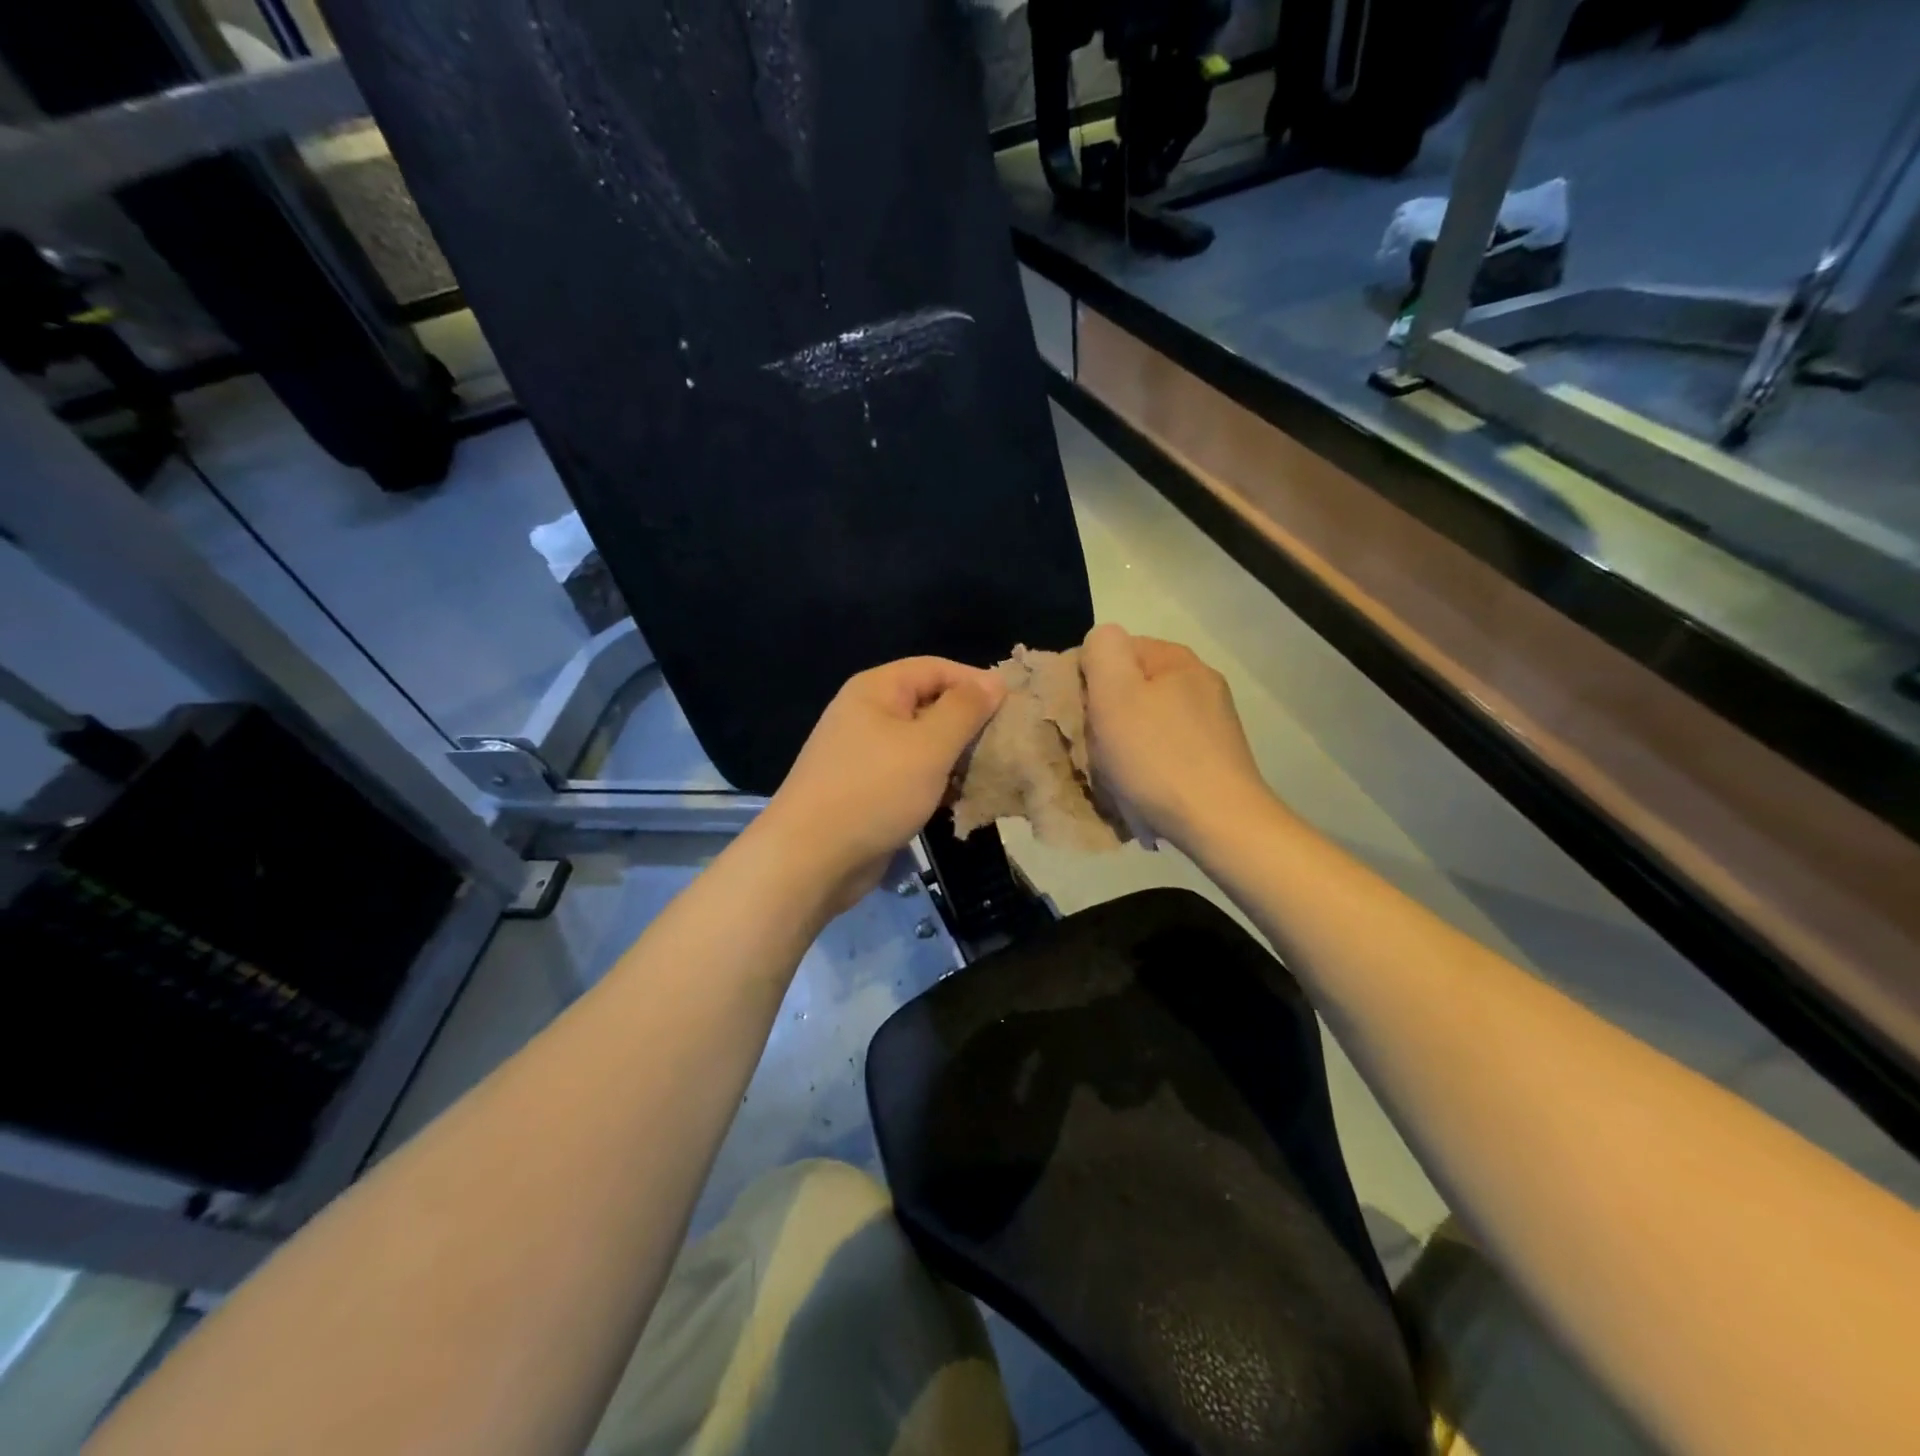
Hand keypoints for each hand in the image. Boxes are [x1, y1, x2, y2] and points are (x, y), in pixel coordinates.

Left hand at [757, 657, 1006, 914]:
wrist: (811, 859)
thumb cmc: (874, 791)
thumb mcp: (928, 746)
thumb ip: (964, 710)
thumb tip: (993, 681)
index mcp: (877, 689)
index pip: (936, 668)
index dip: (975, 682)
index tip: (1013, 708)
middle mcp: (868, 714)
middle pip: (930, 704)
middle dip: (969, 723)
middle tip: (1007, 745)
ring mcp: (866, 754)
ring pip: (923, 743)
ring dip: (956, 757)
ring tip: (992, 774)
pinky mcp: (868, 789)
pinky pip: (911, 774)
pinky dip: (937, 782)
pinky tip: (962, 799)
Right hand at [1082, 624, 1268, 847]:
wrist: (1219, 822)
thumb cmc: (1157, 757)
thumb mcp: (1115, 694)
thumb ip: (1102, 651)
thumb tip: (1100, 643)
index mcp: (1177, 659)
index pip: (1115, 650)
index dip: (1088, 678)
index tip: (1079, 714)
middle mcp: (1201, 682)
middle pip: (1132, 687)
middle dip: (1107, 714)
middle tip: (1095, 746)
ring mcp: (1213, 721)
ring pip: (1147, 721)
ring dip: (1125, 743)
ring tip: (1117, 772)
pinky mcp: (1217, 756)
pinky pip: (1166, 749)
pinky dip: (1149, 763)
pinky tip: (1143, 786)